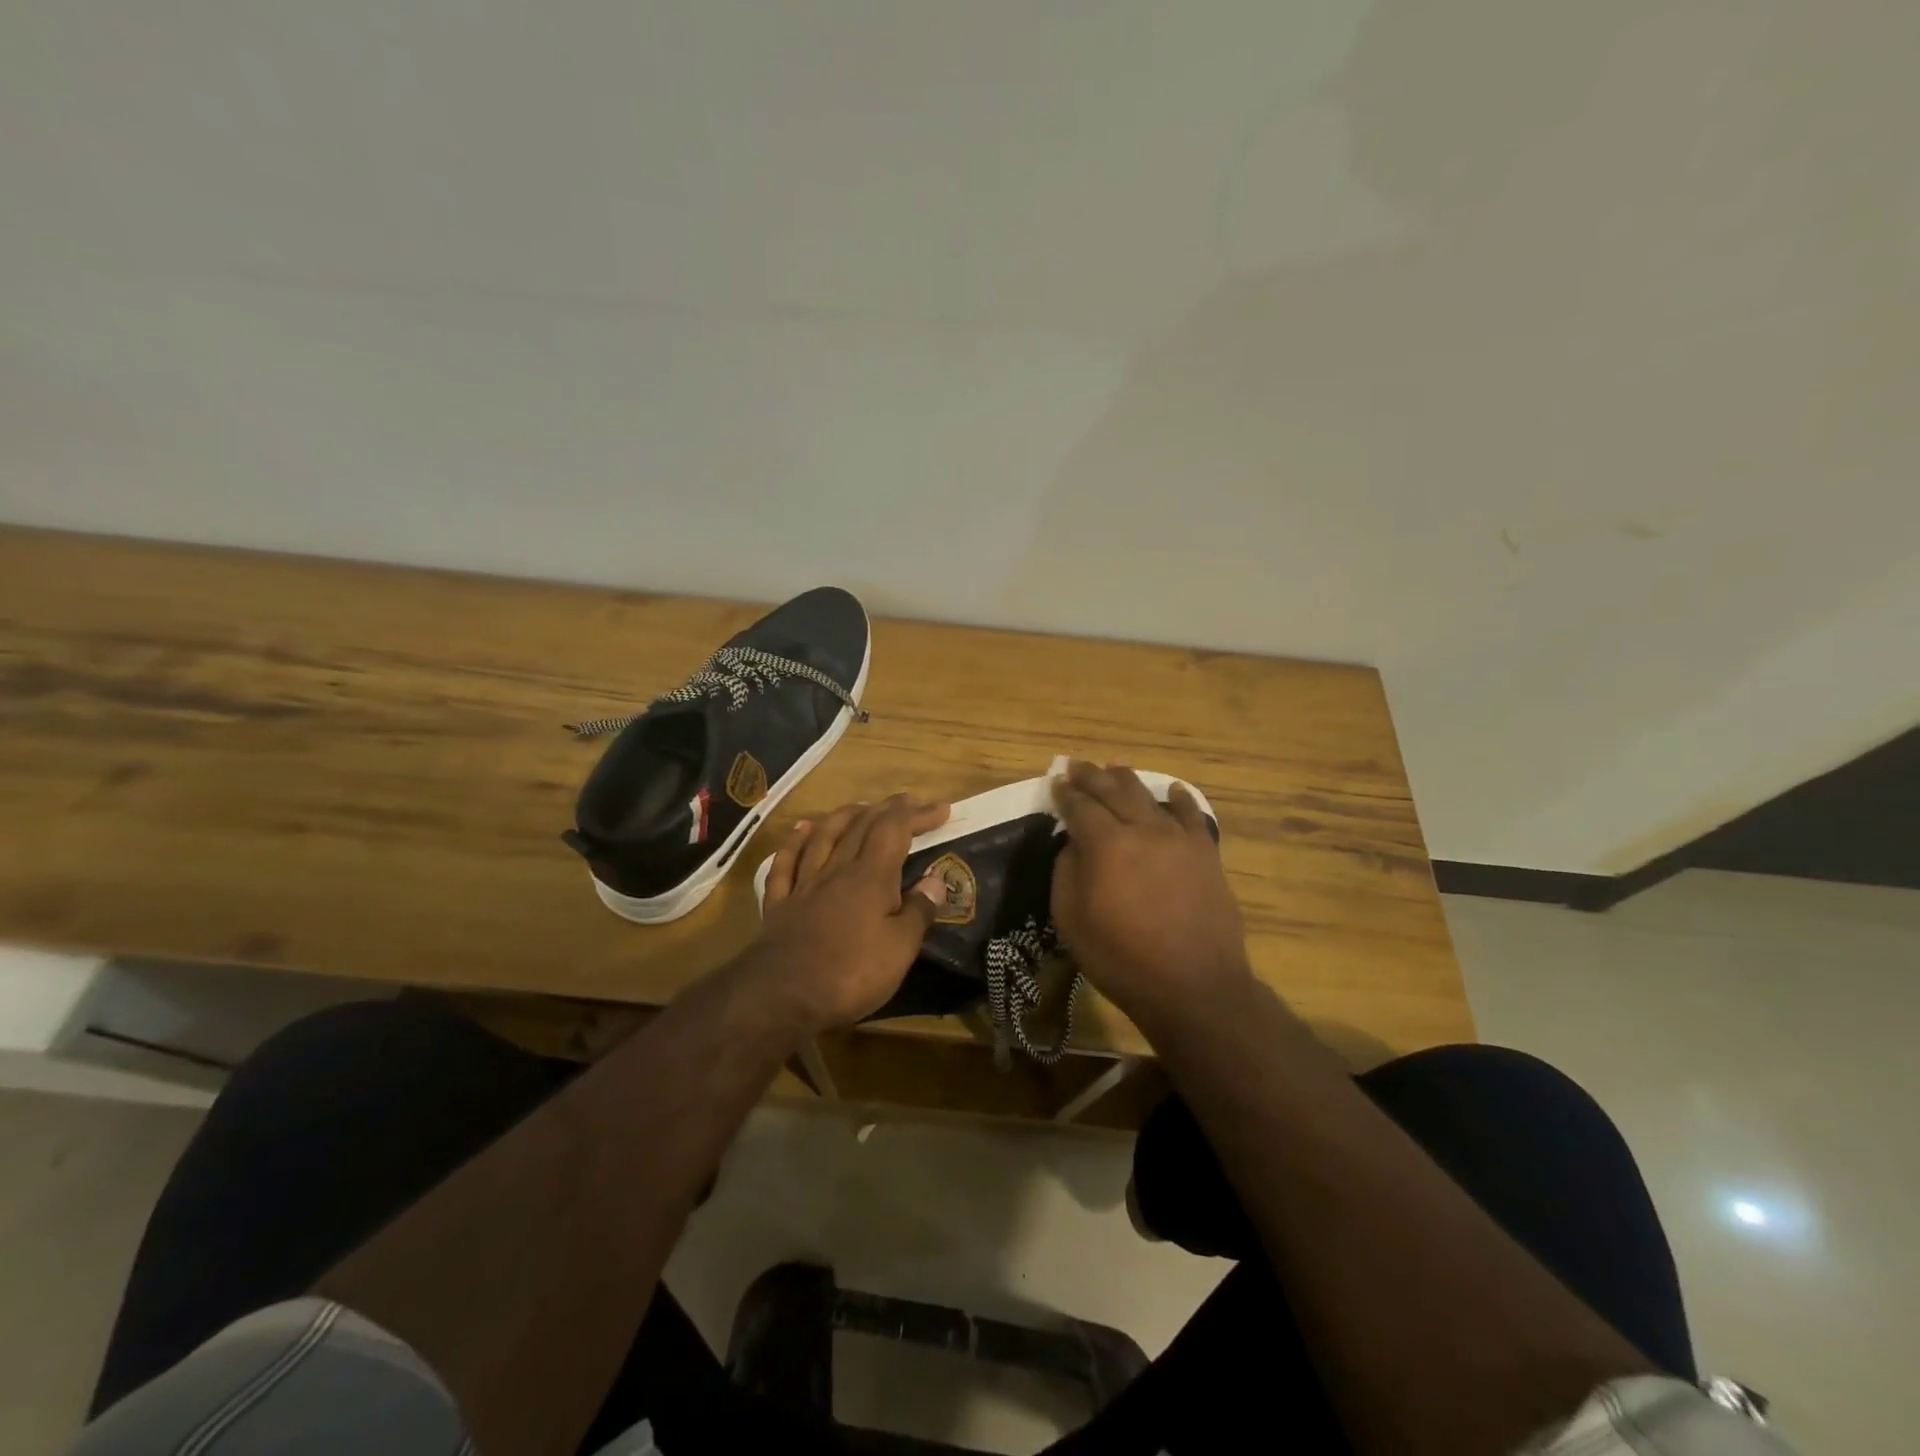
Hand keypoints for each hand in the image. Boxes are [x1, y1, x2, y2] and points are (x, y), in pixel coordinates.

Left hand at [753, 795, 949, 1033]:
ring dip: (845, 815)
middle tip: (908, 801)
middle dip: (888, 809)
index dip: (918, 815)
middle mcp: (838, 869)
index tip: (941, 809)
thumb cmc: (851, 973)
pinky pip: (787, 862)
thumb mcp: (900, 949)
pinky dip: (796, 841)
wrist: (782, 994)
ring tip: (861, 806)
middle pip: (862, 826)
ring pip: (825, 836)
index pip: (896, 830)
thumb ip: (919, 911)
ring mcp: (805, 884)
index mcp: (871, 877)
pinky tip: (802, 829)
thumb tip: (936, 880)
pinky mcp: (780, 903)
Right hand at [1050, 761, 1253, 1037]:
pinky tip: (1173, 791)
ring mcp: (1178, 839)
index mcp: (1106, 844)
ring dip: (1128, 780)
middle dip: (1092, 776)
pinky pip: (1191, 815)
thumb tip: (1073, 843)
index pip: (1080, 806)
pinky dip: (1179, 799)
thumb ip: (1066, 872)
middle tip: (1078, 766)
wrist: (1193, 986)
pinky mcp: (1205, 853)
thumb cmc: (1121, 959)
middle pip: (1113, 791)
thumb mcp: (1071, 920)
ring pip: (1149, 796)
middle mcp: (1142, 829)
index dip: (1065, 793)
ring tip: (1115, 769)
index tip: (1056, 781)